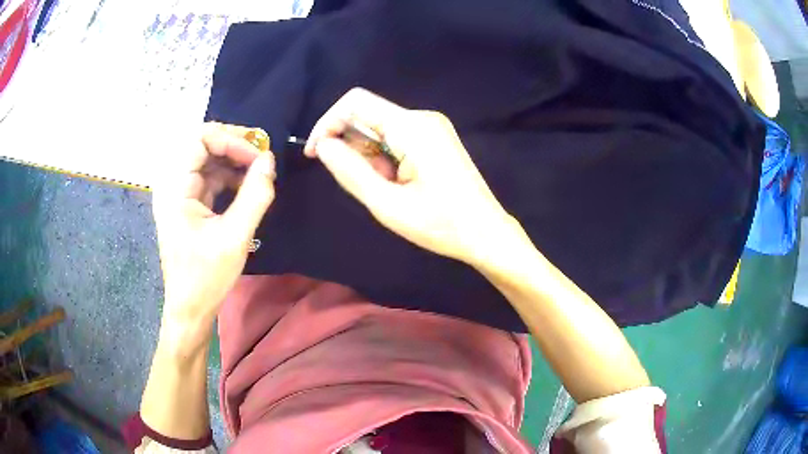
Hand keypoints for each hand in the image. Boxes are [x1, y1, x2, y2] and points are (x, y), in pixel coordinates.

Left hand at [152, 123, 274, 345]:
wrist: (190, 308)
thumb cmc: (206, 277)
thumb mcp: (235, 237)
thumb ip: (254, 195)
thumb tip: (269, 160)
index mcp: (175, 188)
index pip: (200, 139)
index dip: (231, 140)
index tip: (258, 156)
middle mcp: (174, 184)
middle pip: (203, 145)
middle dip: (235, 145)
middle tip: (262, 155)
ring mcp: (181, 194)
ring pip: (209, 160)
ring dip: (235, 160)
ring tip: (260, 171)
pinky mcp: (189, 204)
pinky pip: (211, 178)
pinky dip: (231, 176)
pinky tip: (248, 186)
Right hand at [305, 88, 517, 264]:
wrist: (486, 233)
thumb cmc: (441, 225)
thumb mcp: (387, 204)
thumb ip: (350, 171)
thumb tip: (323, 145)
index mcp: (412, 127)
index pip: (355, 102)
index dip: (327, 123)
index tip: (316, 155)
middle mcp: (422, 117)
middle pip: (367, 116)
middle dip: (352, 148)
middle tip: (366, 186)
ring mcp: (431, 126)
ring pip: (380, 129)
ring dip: (370, 158)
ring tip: (390, 191)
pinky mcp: (435, 137)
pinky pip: (396, 138)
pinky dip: (385, 159)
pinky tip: (400, 185)